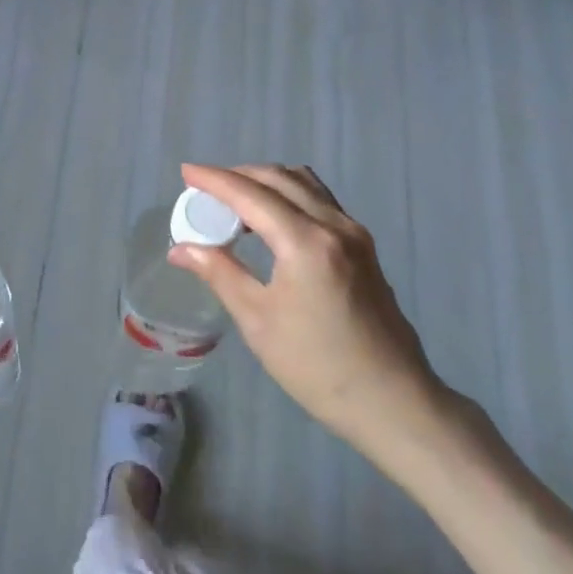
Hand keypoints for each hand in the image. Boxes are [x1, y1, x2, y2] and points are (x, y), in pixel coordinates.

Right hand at [170, 164, 465, 480]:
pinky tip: (270, 221)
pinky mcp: (364, 247)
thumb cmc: (316, 366)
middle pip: (279, 179)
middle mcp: (334, 225)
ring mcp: (355, 234)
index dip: (214, 180)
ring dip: (266, 182)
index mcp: (306, 242)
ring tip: (234, 202)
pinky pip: (320, 202)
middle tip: (204, 189)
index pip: (251, 194)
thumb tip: (180, 249)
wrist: (392, 401)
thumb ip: (220, 273)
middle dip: (238, 176)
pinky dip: (288, 197)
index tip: (185, 172)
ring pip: (304, 185)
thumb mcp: (258, 321)